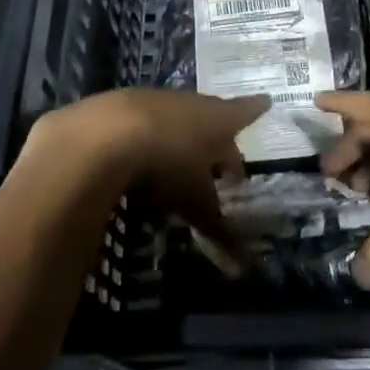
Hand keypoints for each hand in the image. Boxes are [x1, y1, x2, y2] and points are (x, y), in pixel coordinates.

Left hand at [27, 89, 267, 249]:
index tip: (266, 102)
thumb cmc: (167, 166)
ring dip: (175, 142)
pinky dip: (141, 144)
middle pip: (206, 117)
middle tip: (218, 163)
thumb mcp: (196, 204)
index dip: (254, 110)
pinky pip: (136, 127)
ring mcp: (148, 101)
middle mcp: (186, 102)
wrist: (102, 134)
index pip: (243, 112)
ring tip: (174, 172)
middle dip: (213, 139)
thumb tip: (244, 267)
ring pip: (170, 121)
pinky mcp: (114, 108)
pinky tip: (132, 167)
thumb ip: (219, 231)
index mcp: (215, 118)